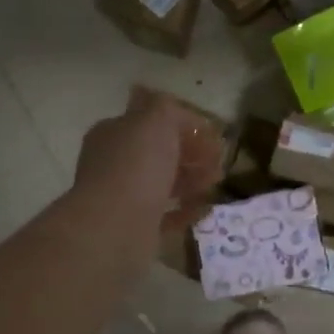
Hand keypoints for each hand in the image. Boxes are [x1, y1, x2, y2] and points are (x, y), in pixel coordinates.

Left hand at [74, 88, 223, 235]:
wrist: (116, 226)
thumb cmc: (137, 166)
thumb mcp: (156, 119)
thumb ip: (167, 108)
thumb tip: (174, 109)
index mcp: (115, 132)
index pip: (152, 121)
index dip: (184, 125)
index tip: (212, 134)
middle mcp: (115, 162)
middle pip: (160, 153)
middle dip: (192, 154)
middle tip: (218, 161)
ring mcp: (124, 195)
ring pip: (164, 182)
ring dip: (193, 180)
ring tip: (214, 184)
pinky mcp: (135, 226)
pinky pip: (166, 214)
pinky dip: (185, 210)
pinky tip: (203, 208)